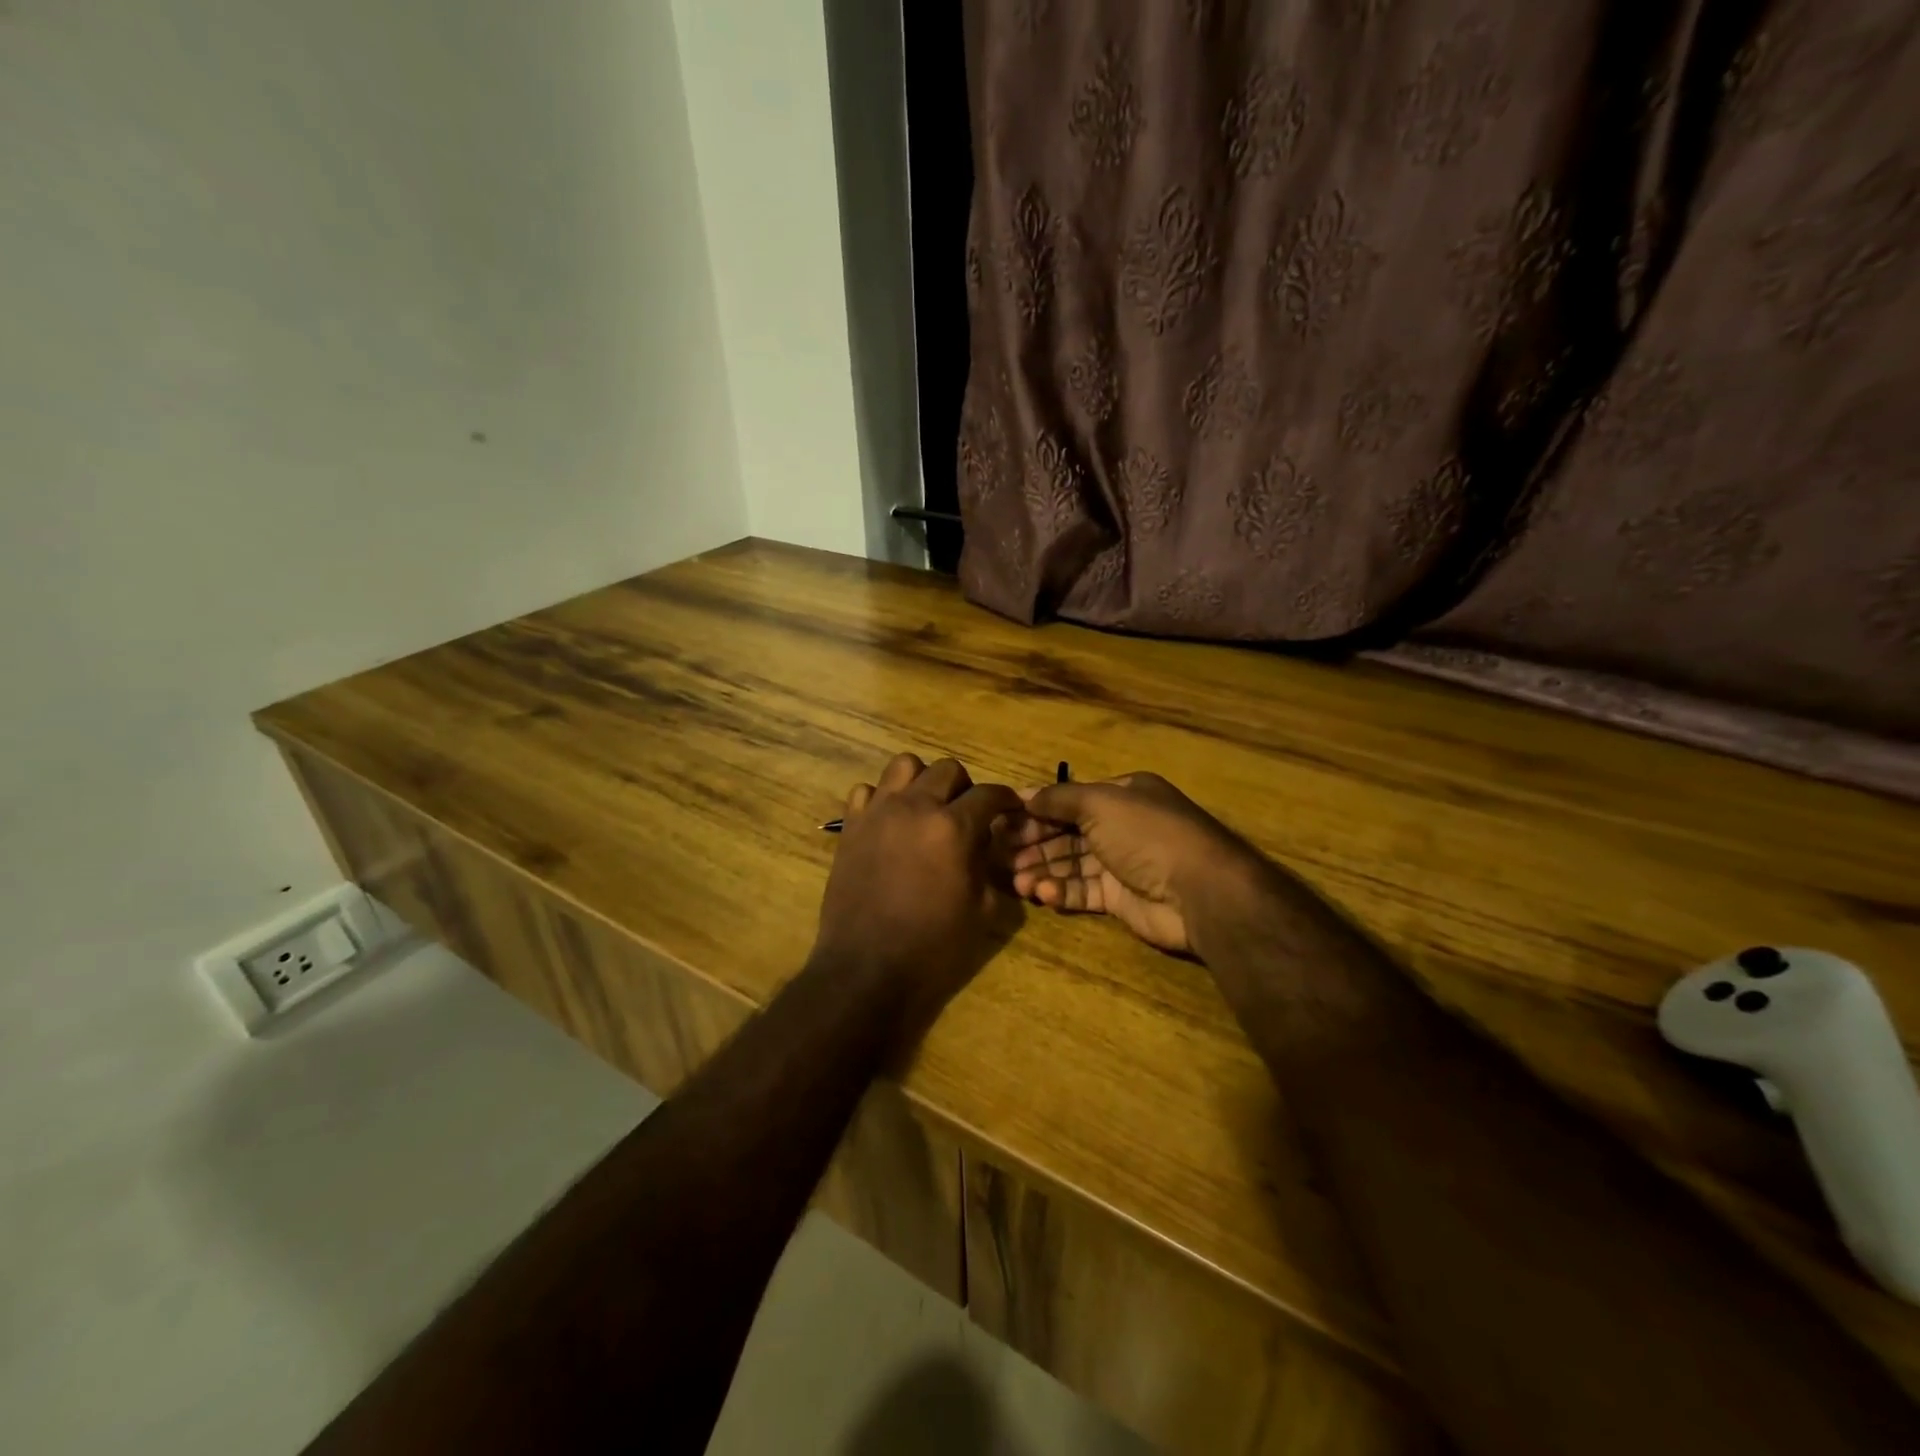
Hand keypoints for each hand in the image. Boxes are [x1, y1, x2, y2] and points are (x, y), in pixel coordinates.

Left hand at [811, 753, 1024, 1040]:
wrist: (867, 968)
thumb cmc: (933, 946)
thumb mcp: (982, 911)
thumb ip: (989, 867)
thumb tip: (987, 844)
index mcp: (954, 828)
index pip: (989, 793)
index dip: (1005, 799)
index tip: (1010, 808)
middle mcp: (916, 807)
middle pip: (947, 769)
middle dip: (965, 787)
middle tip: (966, 813)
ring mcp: (878, 812)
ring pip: (904, 765)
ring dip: (922, 781)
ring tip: (926, 808)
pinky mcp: (850, 826)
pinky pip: (866, 791)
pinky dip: (881, 799)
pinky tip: (889, 823)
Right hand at [1009, 772, 1274, 954]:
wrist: (1199, 890)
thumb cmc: (1146, 833)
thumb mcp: (1099, 802)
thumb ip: (1059, 798)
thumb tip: (1024, 795)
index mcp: (1122, 795)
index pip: (1069, 800)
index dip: (1035, 810)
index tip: (1001, 821)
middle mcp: (1122, 826)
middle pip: (1067, 833)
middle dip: (1034, 843)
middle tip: (999, 854)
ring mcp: (1122, 864)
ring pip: (1072, 865)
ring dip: (1043, 870)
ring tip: (1015, 880)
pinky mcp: (1121, 899)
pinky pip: (1084, 892)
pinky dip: (1062, 892)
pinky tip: (1041, 894)